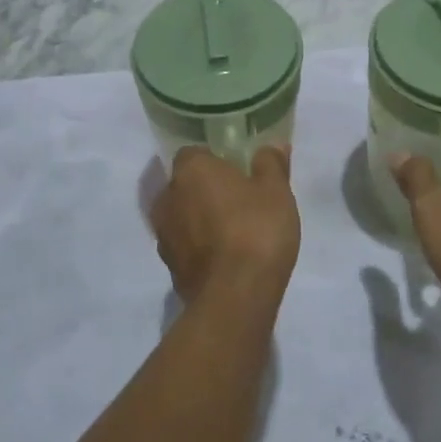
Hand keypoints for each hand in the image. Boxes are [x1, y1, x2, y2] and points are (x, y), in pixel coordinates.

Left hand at [150, 146, 300, 302]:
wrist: (235, 296)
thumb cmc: (256, 230)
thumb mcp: (276, 191)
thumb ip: (271, 163)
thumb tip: (271, 145)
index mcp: (190, 170)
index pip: (194, 153)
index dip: (215, 159)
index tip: (238, 171)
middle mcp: (168, 197)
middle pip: (185, 185)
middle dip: (207, 189)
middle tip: (239, 200)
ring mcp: (164, 235)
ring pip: (183, 216)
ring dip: (200, 219)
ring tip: (233, 231)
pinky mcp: (169, 267)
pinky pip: (185, 245)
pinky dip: (200, 246)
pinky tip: (224, 257)